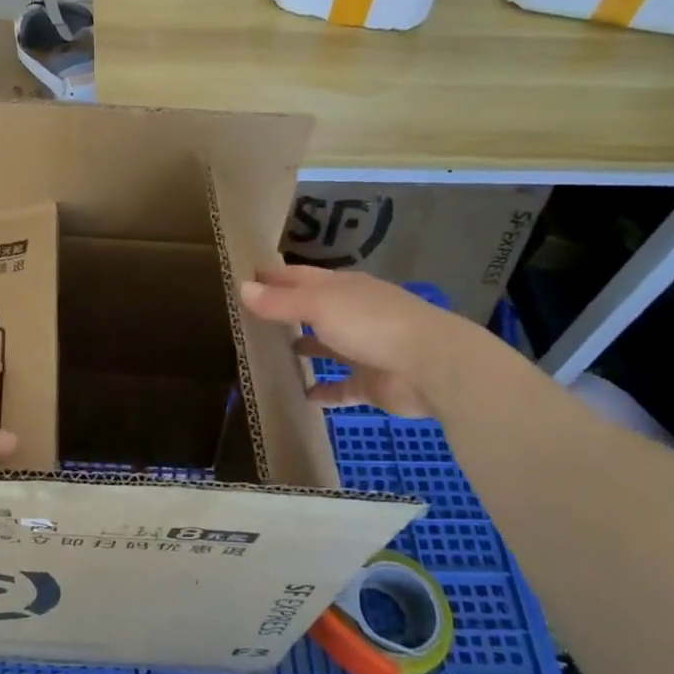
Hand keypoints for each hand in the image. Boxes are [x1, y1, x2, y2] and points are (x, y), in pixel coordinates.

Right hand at [239, 265, 451, 419]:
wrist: (431, 366)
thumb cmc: (371, 324)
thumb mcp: (319, 306)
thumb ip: (280, 302)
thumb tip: (242, 288)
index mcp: (341, 288)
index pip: (300, 277)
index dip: (273, 278)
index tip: (245, 280)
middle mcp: (352, 314)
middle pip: (313, 310)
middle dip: (286, 312)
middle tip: (250, 319)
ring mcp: (363, 348)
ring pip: (326, 347)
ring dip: (305, 348)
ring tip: (271, 354)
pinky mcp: (370, 383)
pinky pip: (340, 387)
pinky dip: (323, 391)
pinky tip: (302, 396)